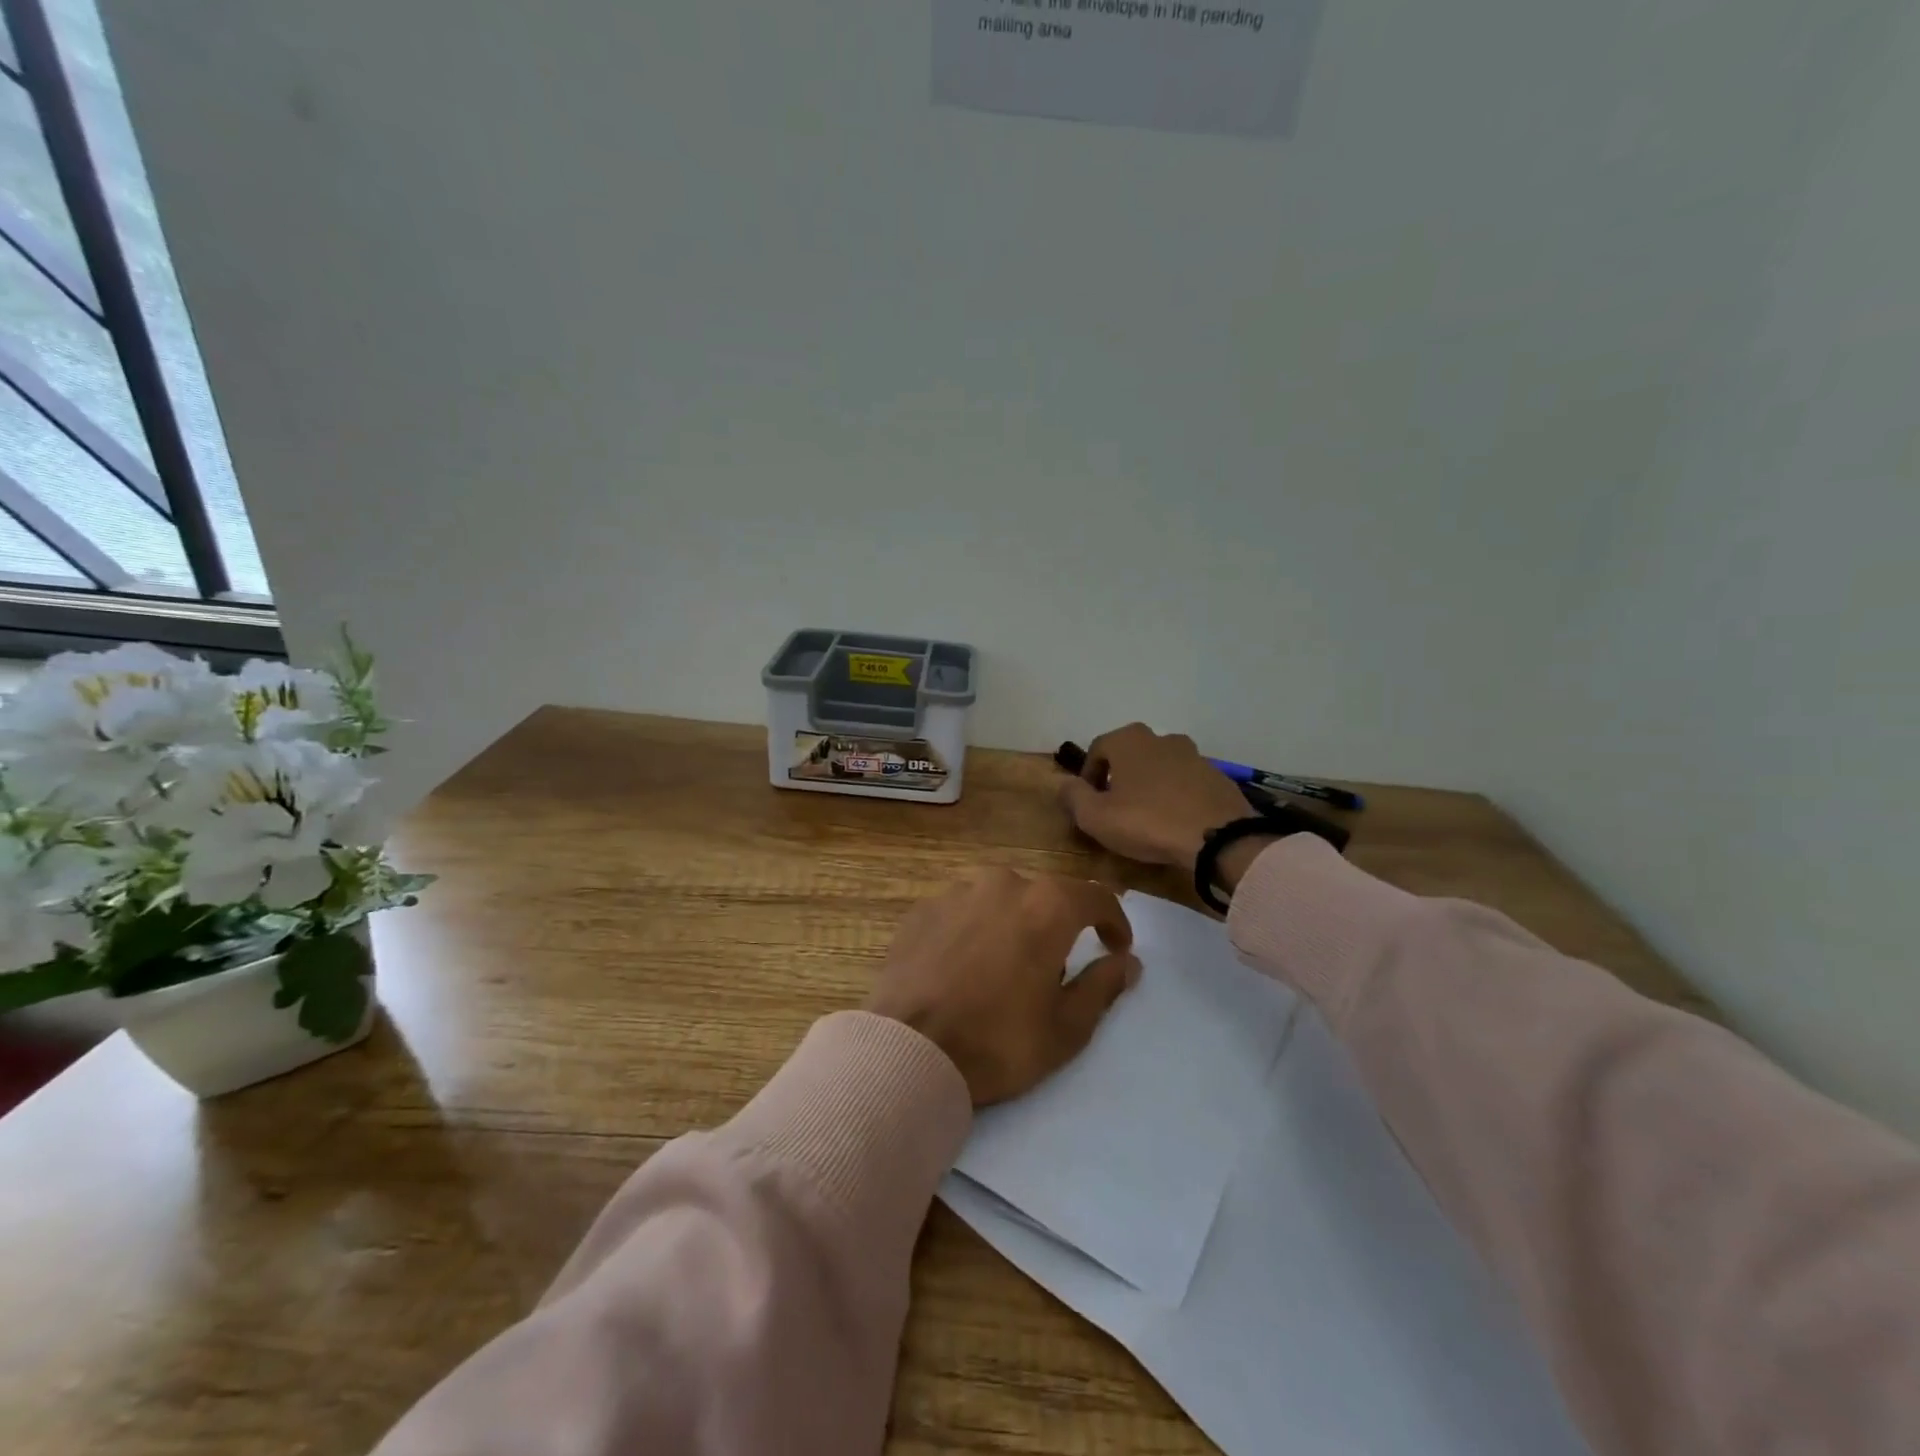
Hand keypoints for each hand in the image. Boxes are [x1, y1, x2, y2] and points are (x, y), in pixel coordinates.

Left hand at [865, 868, 1139, 1105]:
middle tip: (1055, 969)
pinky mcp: (923, 908)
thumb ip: (1102, 986)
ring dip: (1014, 923)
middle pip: (1045, 895)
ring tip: (1006, 967)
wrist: (907, 1049)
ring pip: (1001, 898)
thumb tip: (1127, 962)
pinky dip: (975, 929)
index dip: (1114, 921)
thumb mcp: (1066, 1028)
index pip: (1095, 896)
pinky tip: (966, 965)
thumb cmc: (997, 1041)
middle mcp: (1003, 883)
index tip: (1117, 947)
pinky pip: (964, 910)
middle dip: (1059, 925)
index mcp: (1046, 905)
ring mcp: (957, 891)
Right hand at [1057, 723, 1274, 889]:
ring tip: (1147, 817)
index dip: (1087, 776)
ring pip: (1160, 767)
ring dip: (1149, 786)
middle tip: (1115, 809)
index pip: (1097, 749)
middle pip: (1130, 755)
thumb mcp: (1095, 816)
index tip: (1088, 803)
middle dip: (1119, 778)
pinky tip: (1175, 822)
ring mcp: (1194, 755)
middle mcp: (1161, 738)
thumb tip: (1062, 784)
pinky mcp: (1217, 776)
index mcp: (1129, 740)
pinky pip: (1186, 783)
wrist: (1218, 838)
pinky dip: (1176, 796)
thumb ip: (1073, 796)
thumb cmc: (1147, 822)